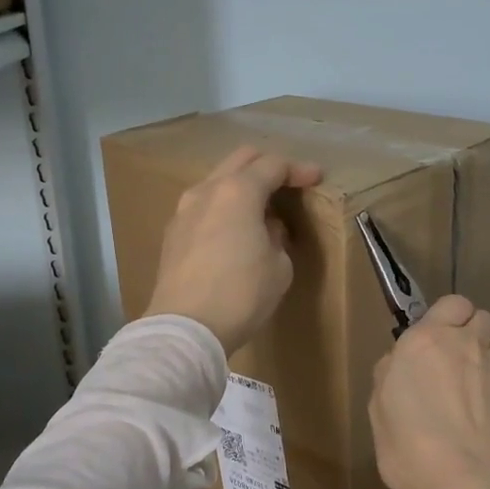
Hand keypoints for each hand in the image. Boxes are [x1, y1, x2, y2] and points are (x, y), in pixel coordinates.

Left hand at [143, 146, 323, 354]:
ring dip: (242, 186)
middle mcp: (207, 190)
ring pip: (217, 181)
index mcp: (238, 191)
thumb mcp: (279, 266)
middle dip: (267, 166)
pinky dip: (223, 206)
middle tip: (289, 184)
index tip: (316, 178)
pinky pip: (204, 206)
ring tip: (261, 209)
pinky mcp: (172, 233)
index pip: (274, 165)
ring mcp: (184, 210)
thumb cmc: (242, 294)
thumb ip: (277, 237)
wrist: (186, 328)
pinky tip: (235, 229)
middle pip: (241, 160)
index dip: (299, 170)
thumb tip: (266, 228)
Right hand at [370, 294, 489, 488]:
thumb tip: (400, 362)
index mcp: (427, 340)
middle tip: (461, 358)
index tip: (437, 339)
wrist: (465, 483)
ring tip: (487, 372)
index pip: (452, 303)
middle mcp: (467, 342)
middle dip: (473, 331)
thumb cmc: (409, 447)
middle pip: (482, 316)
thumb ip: (389, 374)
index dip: (448, 317)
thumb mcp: (378, 410)